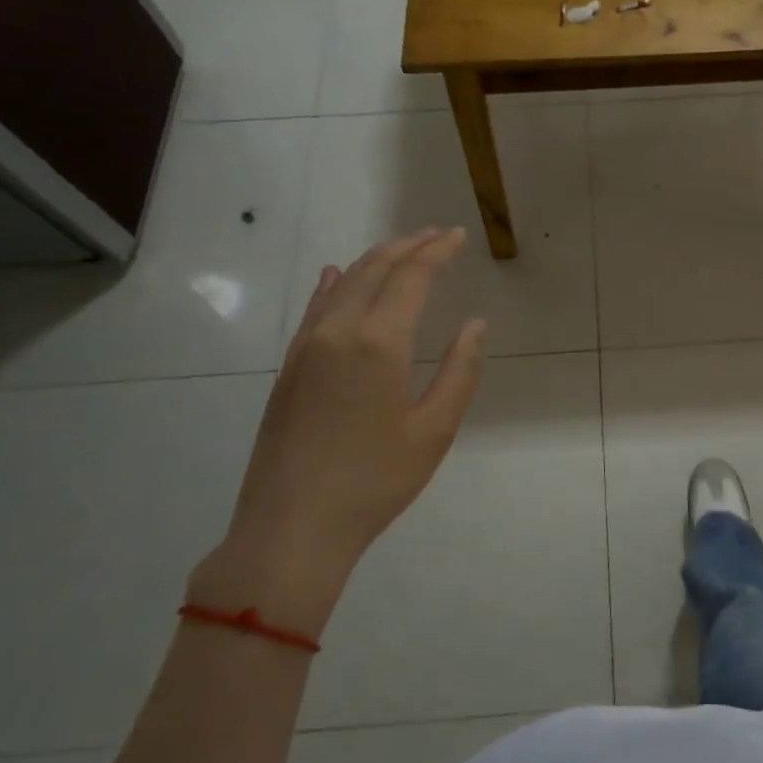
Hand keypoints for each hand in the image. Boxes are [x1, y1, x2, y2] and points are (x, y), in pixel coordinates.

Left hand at [188, 228, 486, 637]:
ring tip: (399, 250)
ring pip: (341, 285)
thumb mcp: (434, 430)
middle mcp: (338, 331)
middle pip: (374, 271)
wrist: (292, 526)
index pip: (411, 277)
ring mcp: (306, 348)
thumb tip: (474, 324)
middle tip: (434, 235)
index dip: (436, 252)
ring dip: (373, 261)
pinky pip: (314, 310)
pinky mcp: (288, 369)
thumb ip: (460, 371)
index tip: (457, 236)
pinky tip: (336, 278)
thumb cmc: (375, 481)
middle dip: (407, 247)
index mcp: (379, 342)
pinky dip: (333, 286)